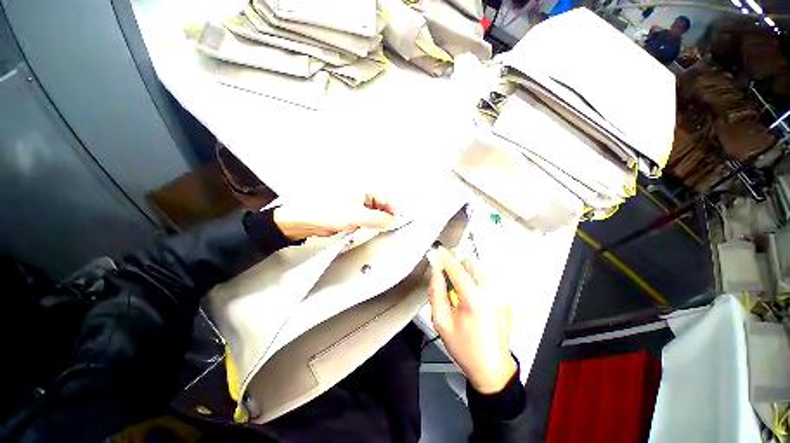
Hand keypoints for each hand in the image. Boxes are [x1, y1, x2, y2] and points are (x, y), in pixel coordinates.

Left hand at [273, 193, 395, 240]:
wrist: (302, 221)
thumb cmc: (324, 212)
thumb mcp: (355, 216)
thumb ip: (377, 218)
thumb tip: (392, 220)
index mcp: (360, 188)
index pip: (383, 198)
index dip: (392, 209)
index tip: (398, 220)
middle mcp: (358, 194)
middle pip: (378, 205)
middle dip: (383, 216)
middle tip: (386, 226)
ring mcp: (353, 204)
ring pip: (371, 213)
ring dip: (374, 221)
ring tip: (375, 228)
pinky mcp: (348, 212)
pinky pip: (363, 218)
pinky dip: (366, 224)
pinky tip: (365, 229)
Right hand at [427, 246, 516, 393]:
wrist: (492, 368)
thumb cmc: (464, 347)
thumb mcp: (441, 321)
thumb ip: (436, 291)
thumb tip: (435, 270)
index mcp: (474, 299)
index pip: (456, 268)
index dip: (445, 258)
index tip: (436, 250)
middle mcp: (491, 292)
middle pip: (471, 263)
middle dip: (457, 265)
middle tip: (447, 278)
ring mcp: (501, 295)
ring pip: (480, 269)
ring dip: (467, 273)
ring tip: (460, 291)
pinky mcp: (506, 299)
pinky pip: (487, 280)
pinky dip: (476, 282)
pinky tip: (472, 300)